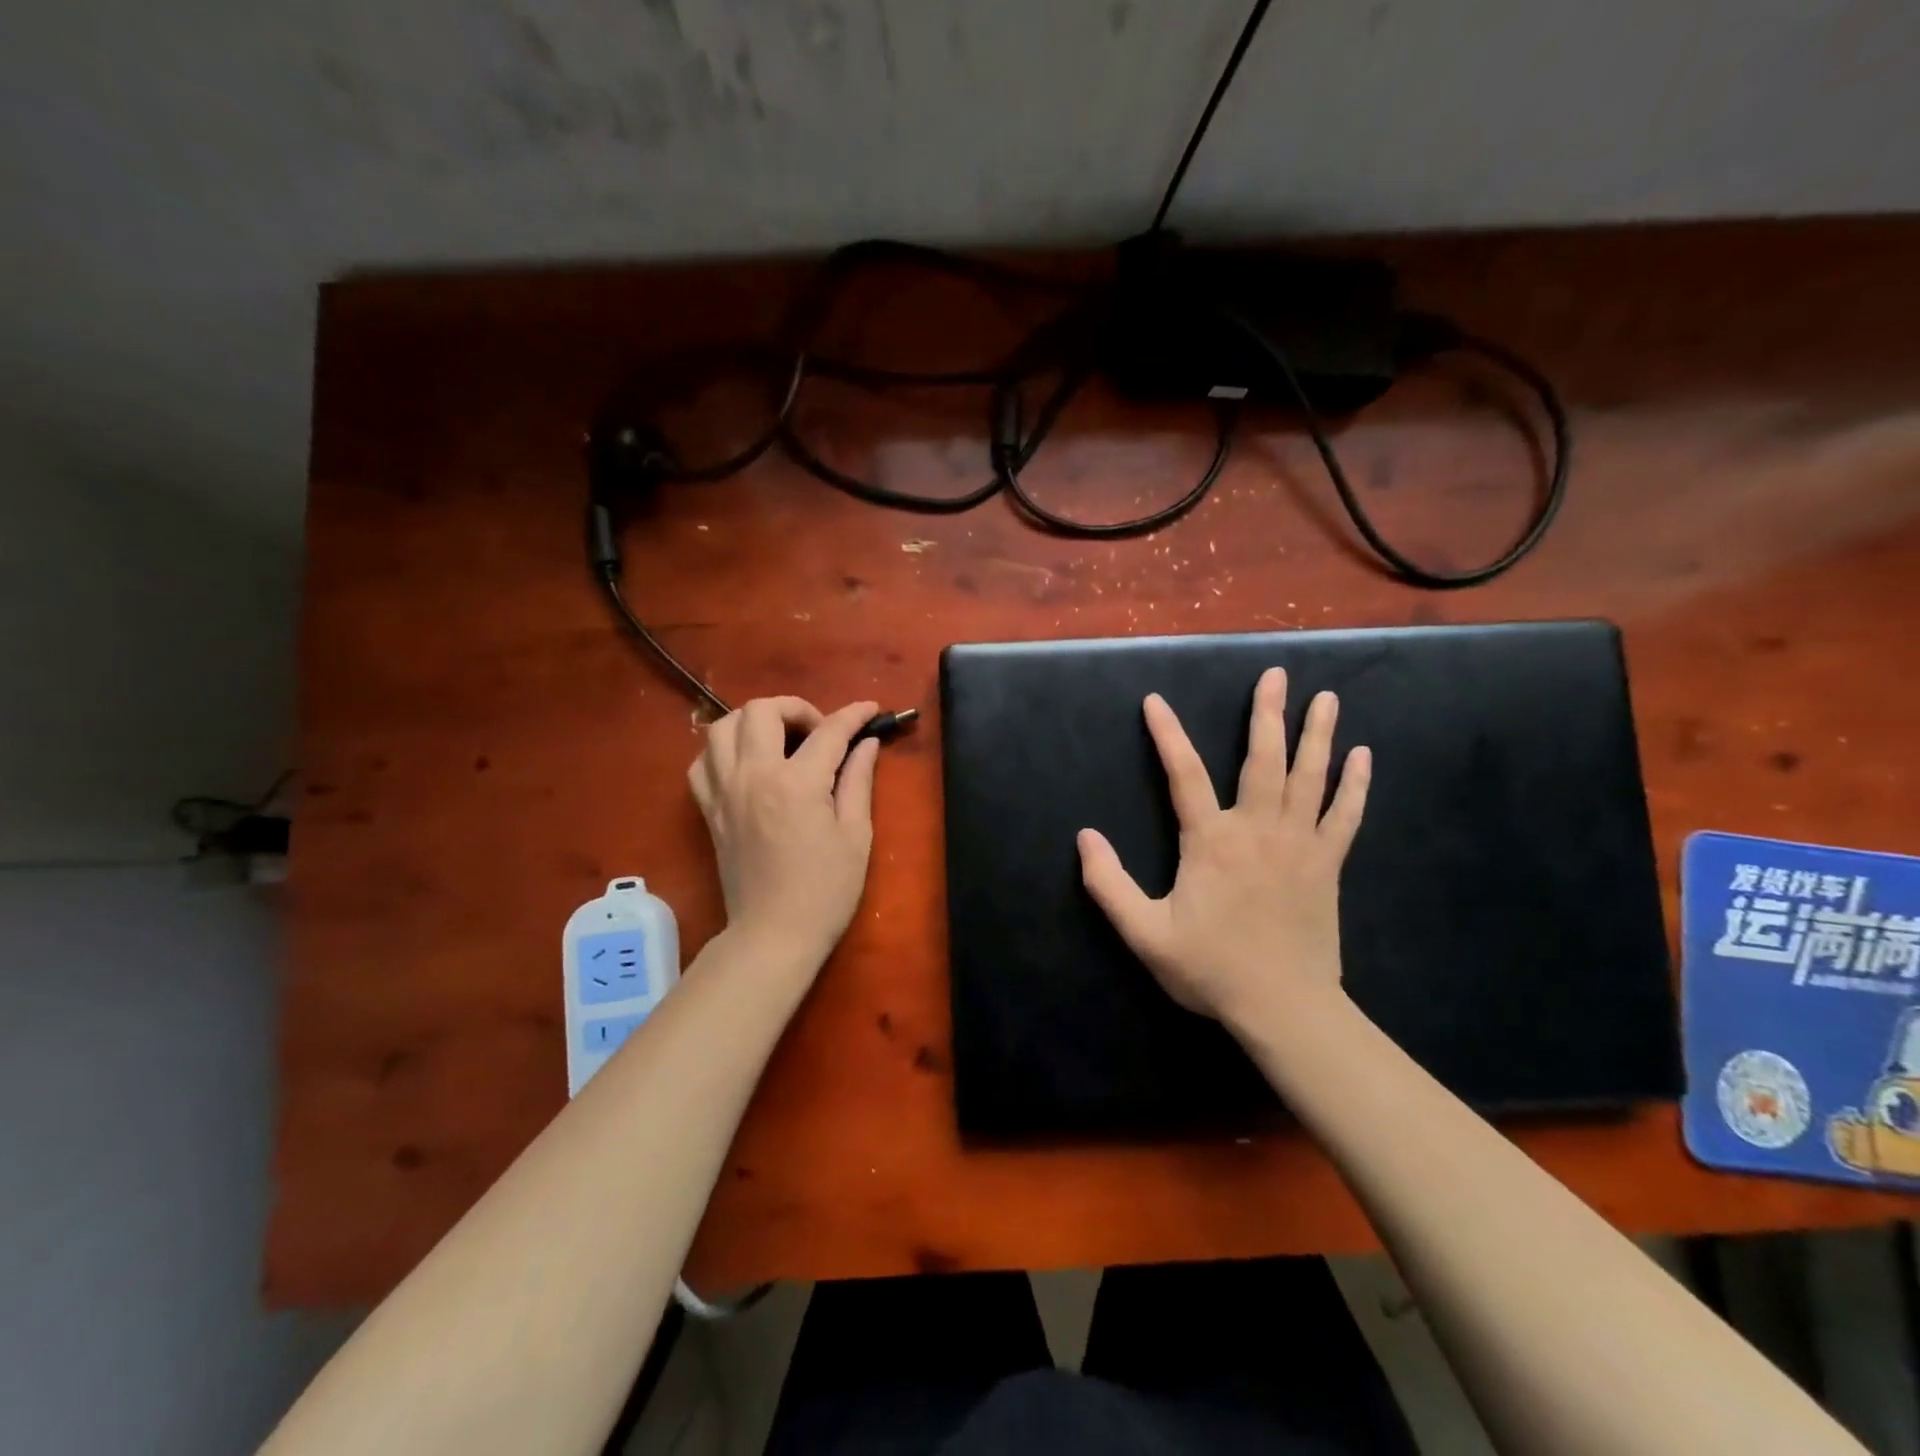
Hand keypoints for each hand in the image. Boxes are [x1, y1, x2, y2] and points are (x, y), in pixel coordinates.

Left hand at [688, 696, 880, 972]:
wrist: (774, 934)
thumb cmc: (826, 890)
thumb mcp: (855, 834)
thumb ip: (858, 780)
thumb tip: (867, 743)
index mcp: (796, 782)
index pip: (828, 731)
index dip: (854, 714)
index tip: (870, 709)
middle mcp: (753, 775)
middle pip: (762, 710)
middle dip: (796, 708)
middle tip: (818, 731)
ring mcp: (724, 791)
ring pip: (722, 727)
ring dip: (753, 721)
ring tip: (779, 739)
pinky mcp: (709, 809)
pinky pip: (702, 763)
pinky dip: (722, 751)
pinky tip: (745, 764)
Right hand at [1076, 668, 1370, 1031]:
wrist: (1284, 1008)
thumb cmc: (1210, 968)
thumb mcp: (1145, 933)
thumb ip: (1109, 884)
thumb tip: (1083, 837)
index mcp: (1211, 842)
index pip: (1184, 774)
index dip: (1167, 735)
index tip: (1155, 700)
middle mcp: (1257, 830)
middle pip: (1263, 760)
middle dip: (1268, 713)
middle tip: (1276, 673)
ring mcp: (1299, 845)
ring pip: (1310, 777)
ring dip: (1317, 734)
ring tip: (1326, 698)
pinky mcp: (1327, 864)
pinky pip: (1345, 815)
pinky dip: (1355, 785)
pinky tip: (1363, 757)